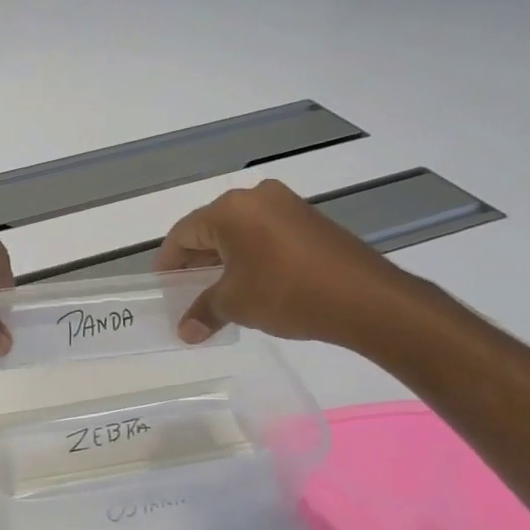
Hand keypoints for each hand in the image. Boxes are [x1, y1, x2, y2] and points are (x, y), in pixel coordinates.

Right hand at [153, 179, 412, 345]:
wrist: (366, 300)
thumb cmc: (286, 293)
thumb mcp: (235, 304)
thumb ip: (203, 312)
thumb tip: (185, 332)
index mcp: (229, 210)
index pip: (183, 234)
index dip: (168, 262)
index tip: (163, 286)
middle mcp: (256, 197)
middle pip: (211, 229)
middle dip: (196, 262)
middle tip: (186, 292)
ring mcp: (287, 205)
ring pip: (240, 232)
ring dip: (224, 260)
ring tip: (218, 292)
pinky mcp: (310, 220)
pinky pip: (266, 234)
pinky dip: (251, 256)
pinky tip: (252, 283)